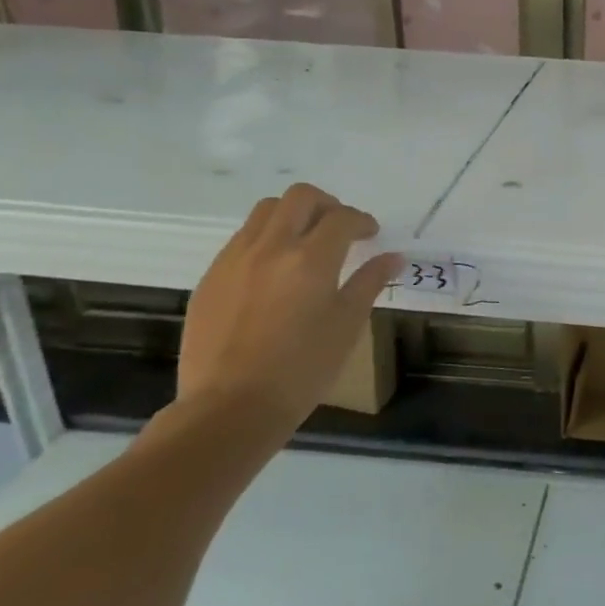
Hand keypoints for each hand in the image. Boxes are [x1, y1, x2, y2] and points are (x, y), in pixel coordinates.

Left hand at [177, 183, 401, 435]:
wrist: (229, 409)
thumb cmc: (301, 370)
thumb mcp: (346, 326)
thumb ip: (369, 283)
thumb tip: (394, 257)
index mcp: (311, 259)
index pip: (342, 218)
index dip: (362, 220)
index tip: (370, 234)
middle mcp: (271, 247)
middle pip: (300, 197)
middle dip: (326, 204)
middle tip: (339, 228)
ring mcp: (235, 259)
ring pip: (265, 211)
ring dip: (292, 215)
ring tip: (303, 242)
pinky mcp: (210, 278)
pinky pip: (241, 240)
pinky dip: (265, 240)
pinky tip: (273, 271)